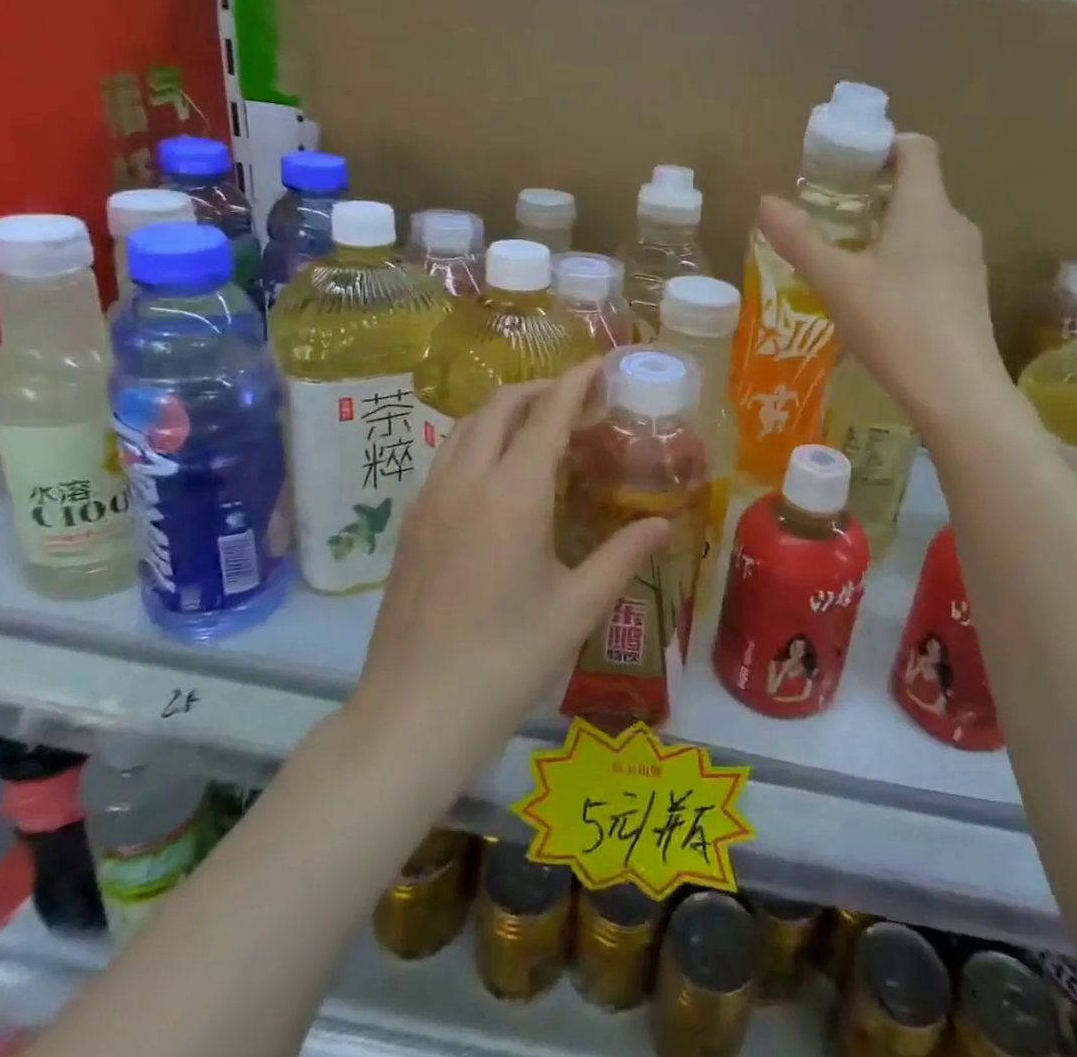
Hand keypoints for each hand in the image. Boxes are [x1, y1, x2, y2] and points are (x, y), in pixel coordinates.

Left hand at [355, 360, 669, 757]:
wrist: (413, 714)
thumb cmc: (505, 661)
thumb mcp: (576, 608)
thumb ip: (622, 556)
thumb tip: (665, 524)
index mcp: (512, 494)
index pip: (548, 415)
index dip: (575, 382)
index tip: (598, 362)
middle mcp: (466, 480)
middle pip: (499, 407)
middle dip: (539, 389)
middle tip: (577, 399)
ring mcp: (429, 499)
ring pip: (465, 427)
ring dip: (503, 412)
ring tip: (538, 427)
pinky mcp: (411, 523)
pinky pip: (446, 456)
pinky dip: (477, 440)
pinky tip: (497, 474)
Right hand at [758, 133, 1004, 426]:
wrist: (958, 391)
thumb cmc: (896, 324)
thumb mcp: (837, 282)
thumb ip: (801, 240)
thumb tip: (766, 201)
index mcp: (926, 207)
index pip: (916, 148)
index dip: (883, 145)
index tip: (847, 165)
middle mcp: (955, 224)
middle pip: (920, 186)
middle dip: (877, 192)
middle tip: (835, 213)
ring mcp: (968, 260)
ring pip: (927, 225)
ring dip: (891, 227)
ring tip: (852, 256)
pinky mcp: (970, 293)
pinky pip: (936, 257)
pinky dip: (908, 258)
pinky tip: (882, 296)